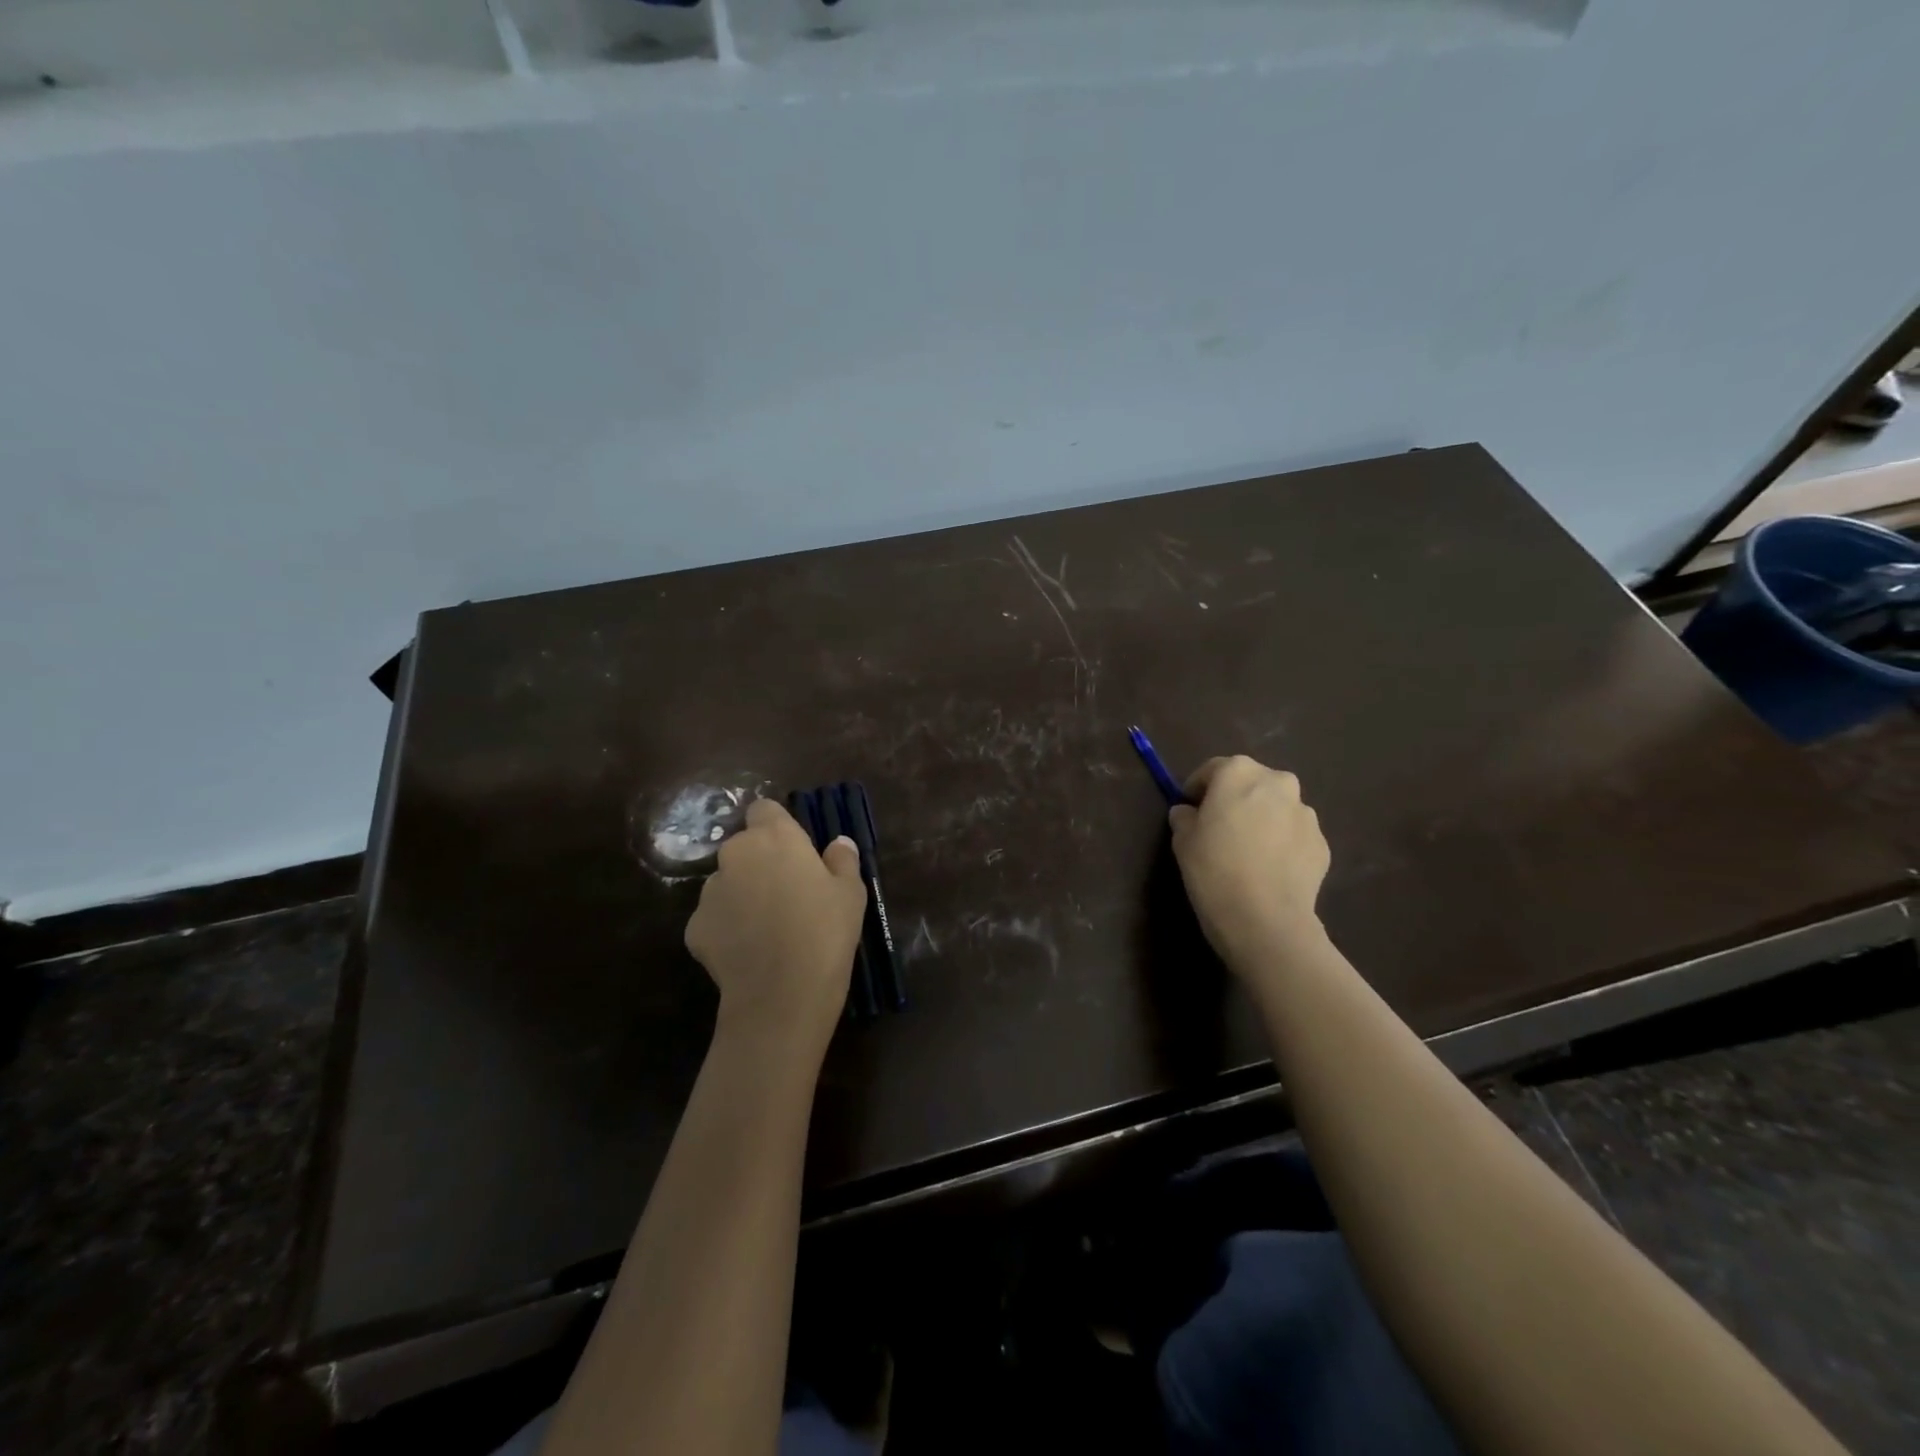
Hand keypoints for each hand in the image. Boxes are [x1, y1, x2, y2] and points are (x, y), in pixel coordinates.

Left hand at [685, 799, 867, 1053]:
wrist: (781, 994)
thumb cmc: (825, 932)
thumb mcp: (851, 893)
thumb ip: (842, 860)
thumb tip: (838, 843)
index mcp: (774, 837)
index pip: (764, 809)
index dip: (777, 826)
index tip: (794, 850)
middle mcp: (735, 854)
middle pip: (744, 847)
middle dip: (760, 862)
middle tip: (787, 892)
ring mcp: (709, 891)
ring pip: (727, 882)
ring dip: (743, 894)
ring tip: (767, 927)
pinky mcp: (694, 926)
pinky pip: (714, 917)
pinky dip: (728, 927)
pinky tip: (749, 951)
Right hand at [1169, 755, 1330, 969]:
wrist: (1265, 919)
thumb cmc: (1213, 870)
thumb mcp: (1182, 840)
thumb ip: (1184, 817)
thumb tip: (1189, 812)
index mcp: (1239, 773)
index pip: (1213, 769)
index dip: (1198, 787)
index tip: (1189, 807)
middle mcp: (1277, 783)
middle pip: (1251, 782)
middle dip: (1235, 798)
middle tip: (1219, 826)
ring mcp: (1305, 813)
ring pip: (1276, 807)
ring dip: (1262, 819)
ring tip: (1247, 850)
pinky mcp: (1321, 843)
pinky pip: (1293, 835)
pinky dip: (1281, 843)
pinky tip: (1267, 868)